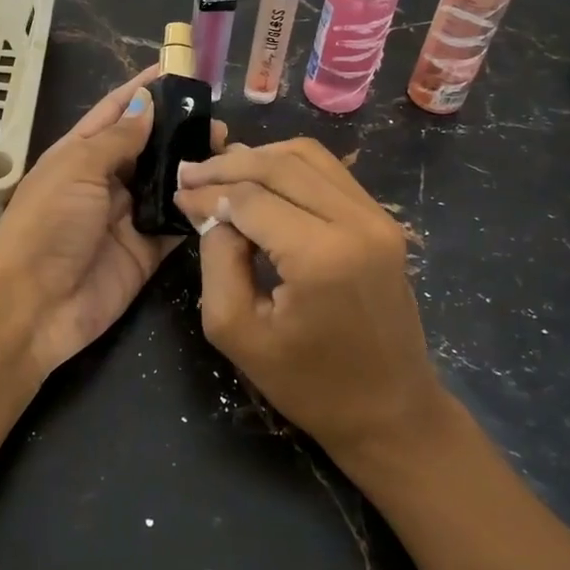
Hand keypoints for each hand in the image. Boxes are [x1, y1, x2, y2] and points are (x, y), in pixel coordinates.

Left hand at [0, 67, 222, 377]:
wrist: (31, 307)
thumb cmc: (46, 226)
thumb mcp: (76, 169)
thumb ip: (117, 138)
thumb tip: (146, 102)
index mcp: (79, 152)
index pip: (117, 111)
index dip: (146, 90)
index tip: (181, 70)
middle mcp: (105, 180)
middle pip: (149, 146)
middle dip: (180, 130)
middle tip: (219, 121)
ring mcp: (126, 216)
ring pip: (167, 183)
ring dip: (194, 168)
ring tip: (230, 151)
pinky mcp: (146, 251)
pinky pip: (176, 224)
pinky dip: (197, 209)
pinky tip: (225, 193)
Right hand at [174, 138, 455, 465]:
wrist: (391, 413)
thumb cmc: (309, 384)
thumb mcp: (237, 331)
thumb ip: (217, 259)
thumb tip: (215, 211)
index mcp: (320, 256)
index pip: (250, 198)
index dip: (209, 192)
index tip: (178, 194)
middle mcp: (356, 222)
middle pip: (278, 165)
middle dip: (228, 166)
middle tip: (190, 174)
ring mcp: (377, 218)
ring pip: (306, 156)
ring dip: (259, 158)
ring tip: (222, 173)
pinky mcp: (384, 221)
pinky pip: (329, 172)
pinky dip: (289, 167)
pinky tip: (261, 181)